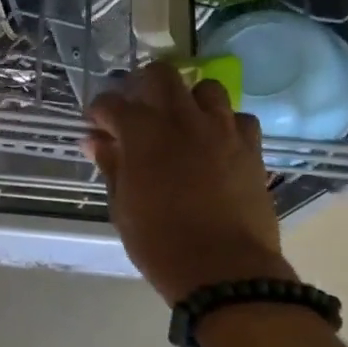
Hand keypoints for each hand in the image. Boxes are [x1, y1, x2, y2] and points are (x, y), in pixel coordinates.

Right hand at [86, 61, 292, 302]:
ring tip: (180, 122)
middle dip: (142, 85)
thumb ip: (111, 166)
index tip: (96, 126)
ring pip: (206, 88)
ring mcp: (221, 130)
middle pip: (160, 75)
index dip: (99, 111)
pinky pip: (239, 118)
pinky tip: (215, 143)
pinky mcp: (251, 148)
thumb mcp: (122, 207)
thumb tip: (96, 142)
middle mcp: (182, 119)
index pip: (112, 103)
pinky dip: (224, 124)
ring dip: (188, 99)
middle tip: (136, 109)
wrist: (224, 271)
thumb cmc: (160, 243)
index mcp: (142, 133)